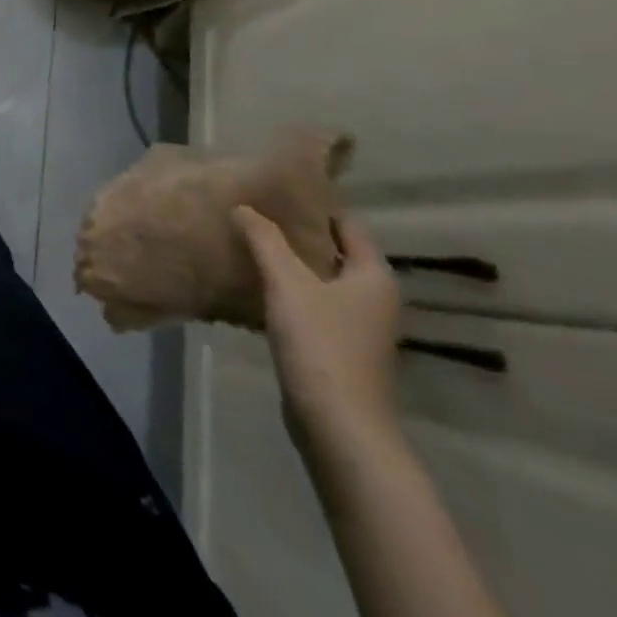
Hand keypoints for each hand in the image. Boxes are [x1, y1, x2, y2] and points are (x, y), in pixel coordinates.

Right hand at [234, 207, 402, 460]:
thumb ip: (264, 240)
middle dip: (295, 232)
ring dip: (288, 263)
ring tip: (248, 242)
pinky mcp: (338, 349)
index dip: (314, 205)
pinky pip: (311, 305)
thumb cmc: (321, 345)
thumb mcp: (287, 283)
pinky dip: (287, 291)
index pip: (346, 224)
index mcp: (373, 276)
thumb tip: (243, 206)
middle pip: (332, 251)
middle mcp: (373, 297)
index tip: (275, 189)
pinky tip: (254, 286)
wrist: (339, 427)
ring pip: (319, 279)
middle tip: (254, 211)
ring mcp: (357, 326)